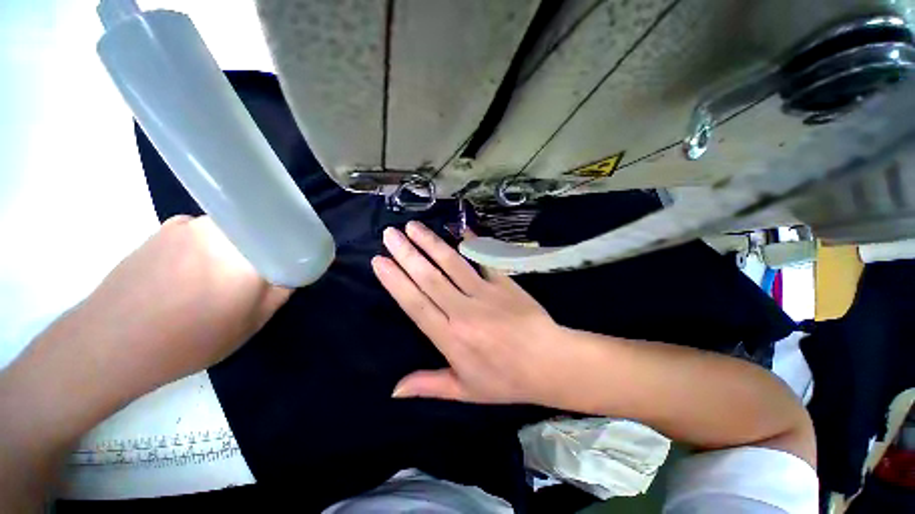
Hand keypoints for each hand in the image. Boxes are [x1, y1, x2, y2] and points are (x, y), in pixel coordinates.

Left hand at [43, 215, 290, 397]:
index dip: (294, 249)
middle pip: (259, 232)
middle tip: (254, 278)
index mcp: (247, 252)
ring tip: (217, 280)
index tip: (291, 264)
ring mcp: (187, 225)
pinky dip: (205, 247)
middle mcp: (220, 229)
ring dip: (233, 249)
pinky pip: (200, 233)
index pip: (287, 238)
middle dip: (263, 251)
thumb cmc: (189, 339)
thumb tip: (288, 272)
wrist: (110, 344)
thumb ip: (280, 291)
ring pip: (230, 232)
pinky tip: (190, 274)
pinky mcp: (163, 230)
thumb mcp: (251, 323)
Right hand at [372, 221, 589, 405]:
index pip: (416, 304)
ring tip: (413, 227)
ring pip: (452, 264)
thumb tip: (393, 391)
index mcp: (451, 338)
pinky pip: (485, 259)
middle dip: (407, 254)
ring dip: (431, 244)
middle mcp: (463, 311)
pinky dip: (472, 243)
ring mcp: (485, 294)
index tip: (379, 261)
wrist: (550, 364)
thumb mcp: (465, 391)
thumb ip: (429, 385)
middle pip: (429, 278)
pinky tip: (460, 229)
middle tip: (389, 234)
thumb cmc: (505, 380)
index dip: (395, 282)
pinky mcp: (504, 283)